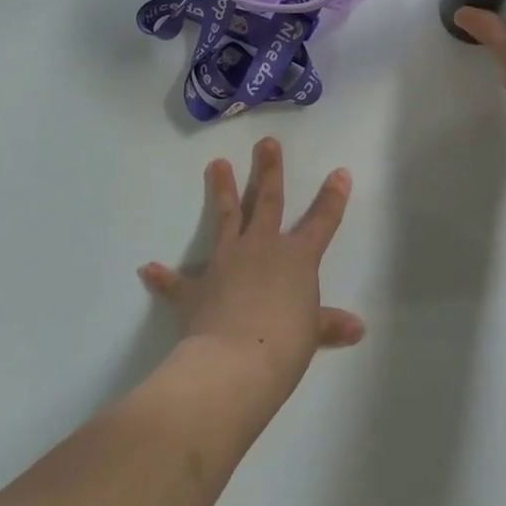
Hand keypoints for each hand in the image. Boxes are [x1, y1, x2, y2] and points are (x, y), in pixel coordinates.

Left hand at [139, 139, 364, 404]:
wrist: (235, 363)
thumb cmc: (284, 345)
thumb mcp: (311, 334)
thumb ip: (328, 324)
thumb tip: (357, 327)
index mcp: (297, 258)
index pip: (322, 222)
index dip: (332, 198)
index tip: (339, 172)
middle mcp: (261, 248)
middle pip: (267, 201)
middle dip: (269, 170)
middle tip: (266, 142)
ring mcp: (226, 262)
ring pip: (226, 218)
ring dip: (221, 190)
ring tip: (217, 163)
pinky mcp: (196, 288)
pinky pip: (177, 282)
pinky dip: (163, 277)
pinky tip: (148, 268)